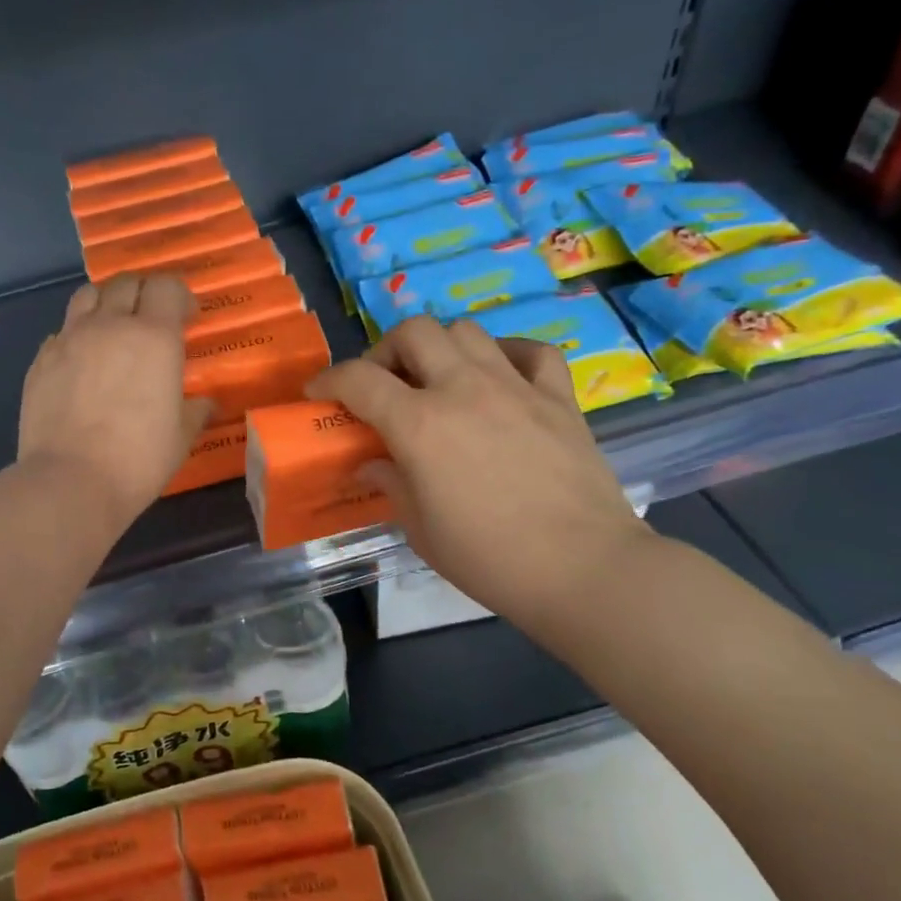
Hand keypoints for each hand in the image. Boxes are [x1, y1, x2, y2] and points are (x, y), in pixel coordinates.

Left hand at [19, 274, 212, 534]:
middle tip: (153, 319)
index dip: (180, 296)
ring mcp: (69, 339)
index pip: (167, 287)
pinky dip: (77, 335)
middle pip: (126, 283)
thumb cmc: (137, 460)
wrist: (70, 481)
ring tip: (113, 327)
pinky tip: (82, 362)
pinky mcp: (41, 360)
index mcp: (153, 337)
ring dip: (106, 302)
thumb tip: (204, 403)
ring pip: (88, 295)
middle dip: (144, 292)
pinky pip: (62, 331)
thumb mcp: (180, 438)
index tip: (187, 318)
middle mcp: (110, 326)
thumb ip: (194, 411)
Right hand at [306, 316, 652, 644]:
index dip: (328, 380)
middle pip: (414, 332)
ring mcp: (515, 387)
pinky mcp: (559, 398)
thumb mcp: (420, 529)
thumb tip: (373, 461)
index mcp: (420, 424)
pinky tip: (499, 376)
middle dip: (386, 351)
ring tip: (437, 380)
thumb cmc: (488, 558)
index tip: (318, 393)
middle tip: (383, 384)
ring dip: (439, 348)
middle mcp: (464, 389)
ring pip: (466, 331)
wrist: (582, 568)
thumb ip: (391, 483)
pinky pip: (532, 352)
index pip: (359, 379)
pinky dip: (507, 354)